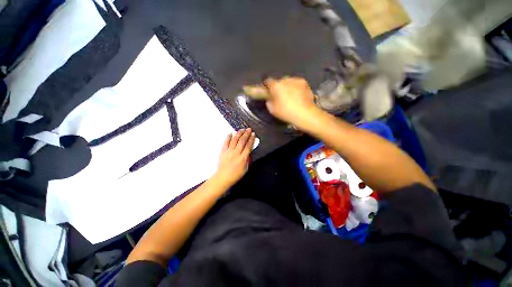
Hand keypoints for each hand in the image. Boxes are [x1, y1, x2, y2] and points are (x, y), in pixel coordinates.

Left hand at [213, 128, 255, 187]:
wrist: (223, 178)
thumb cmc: (235, 175)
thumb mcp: (245, 169)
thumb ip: (248, 160)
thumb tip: (249, 152)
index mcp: (243, 158)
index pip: (248, 146)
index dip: (251, 139)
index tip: (253, 134)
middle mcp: (236, 153)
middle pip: (242, 141)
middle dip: (246, 134)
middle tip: (249, 129)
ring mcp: (229, 151)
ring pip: (234, 140)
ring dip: (239, 134)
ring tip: (242, 129)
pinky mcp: (223, 151)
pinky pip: (225, 142)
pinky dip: (228, 137)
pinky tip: (230, 133)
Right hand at [264, 77, 317, 125]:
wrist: (305, 113)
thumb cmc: (286, 112)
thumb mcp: (272, 110)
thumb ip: (269, 102)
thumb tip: (270, 99)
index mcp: (276, 86)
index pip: (268, 81)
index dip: (267, 86)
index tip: (268, 91)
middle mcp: (285, 80)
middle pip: (279, 81)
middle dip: (279, 87)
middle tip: (280, 96)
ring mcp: (296, 80)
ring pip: (289, 82)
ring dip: (288, 87)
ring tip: (290, 96)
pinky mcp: (305, 83)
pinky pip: (297, 84)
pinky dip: (296, 88)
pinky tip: (298, 96)